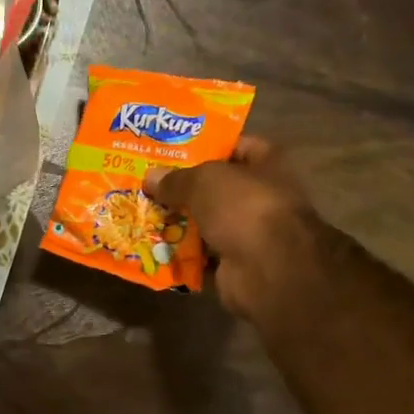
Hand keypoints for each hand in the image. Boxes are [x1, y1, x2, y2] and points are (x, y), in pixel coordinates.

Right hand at [145, 139, 322, 329]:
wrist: (268, 268)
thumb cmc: (243, 207)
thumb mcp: (203, 181)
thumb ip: (176, 179)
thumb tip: (150, 177)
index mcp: (268, 165)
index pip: (238, 147)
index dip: (208, 146)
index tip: (174, 151)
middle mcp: (263, 197)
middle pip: (218, 189)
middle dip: (186, 189)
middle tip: (150, 186)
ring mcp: (252, 233)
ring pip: (209, 223)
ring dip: (181, 223)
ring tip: (145, 216)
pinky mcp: (237, 264)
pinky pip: (203, 255)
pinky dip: (183, 255)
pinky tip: (155, 248)